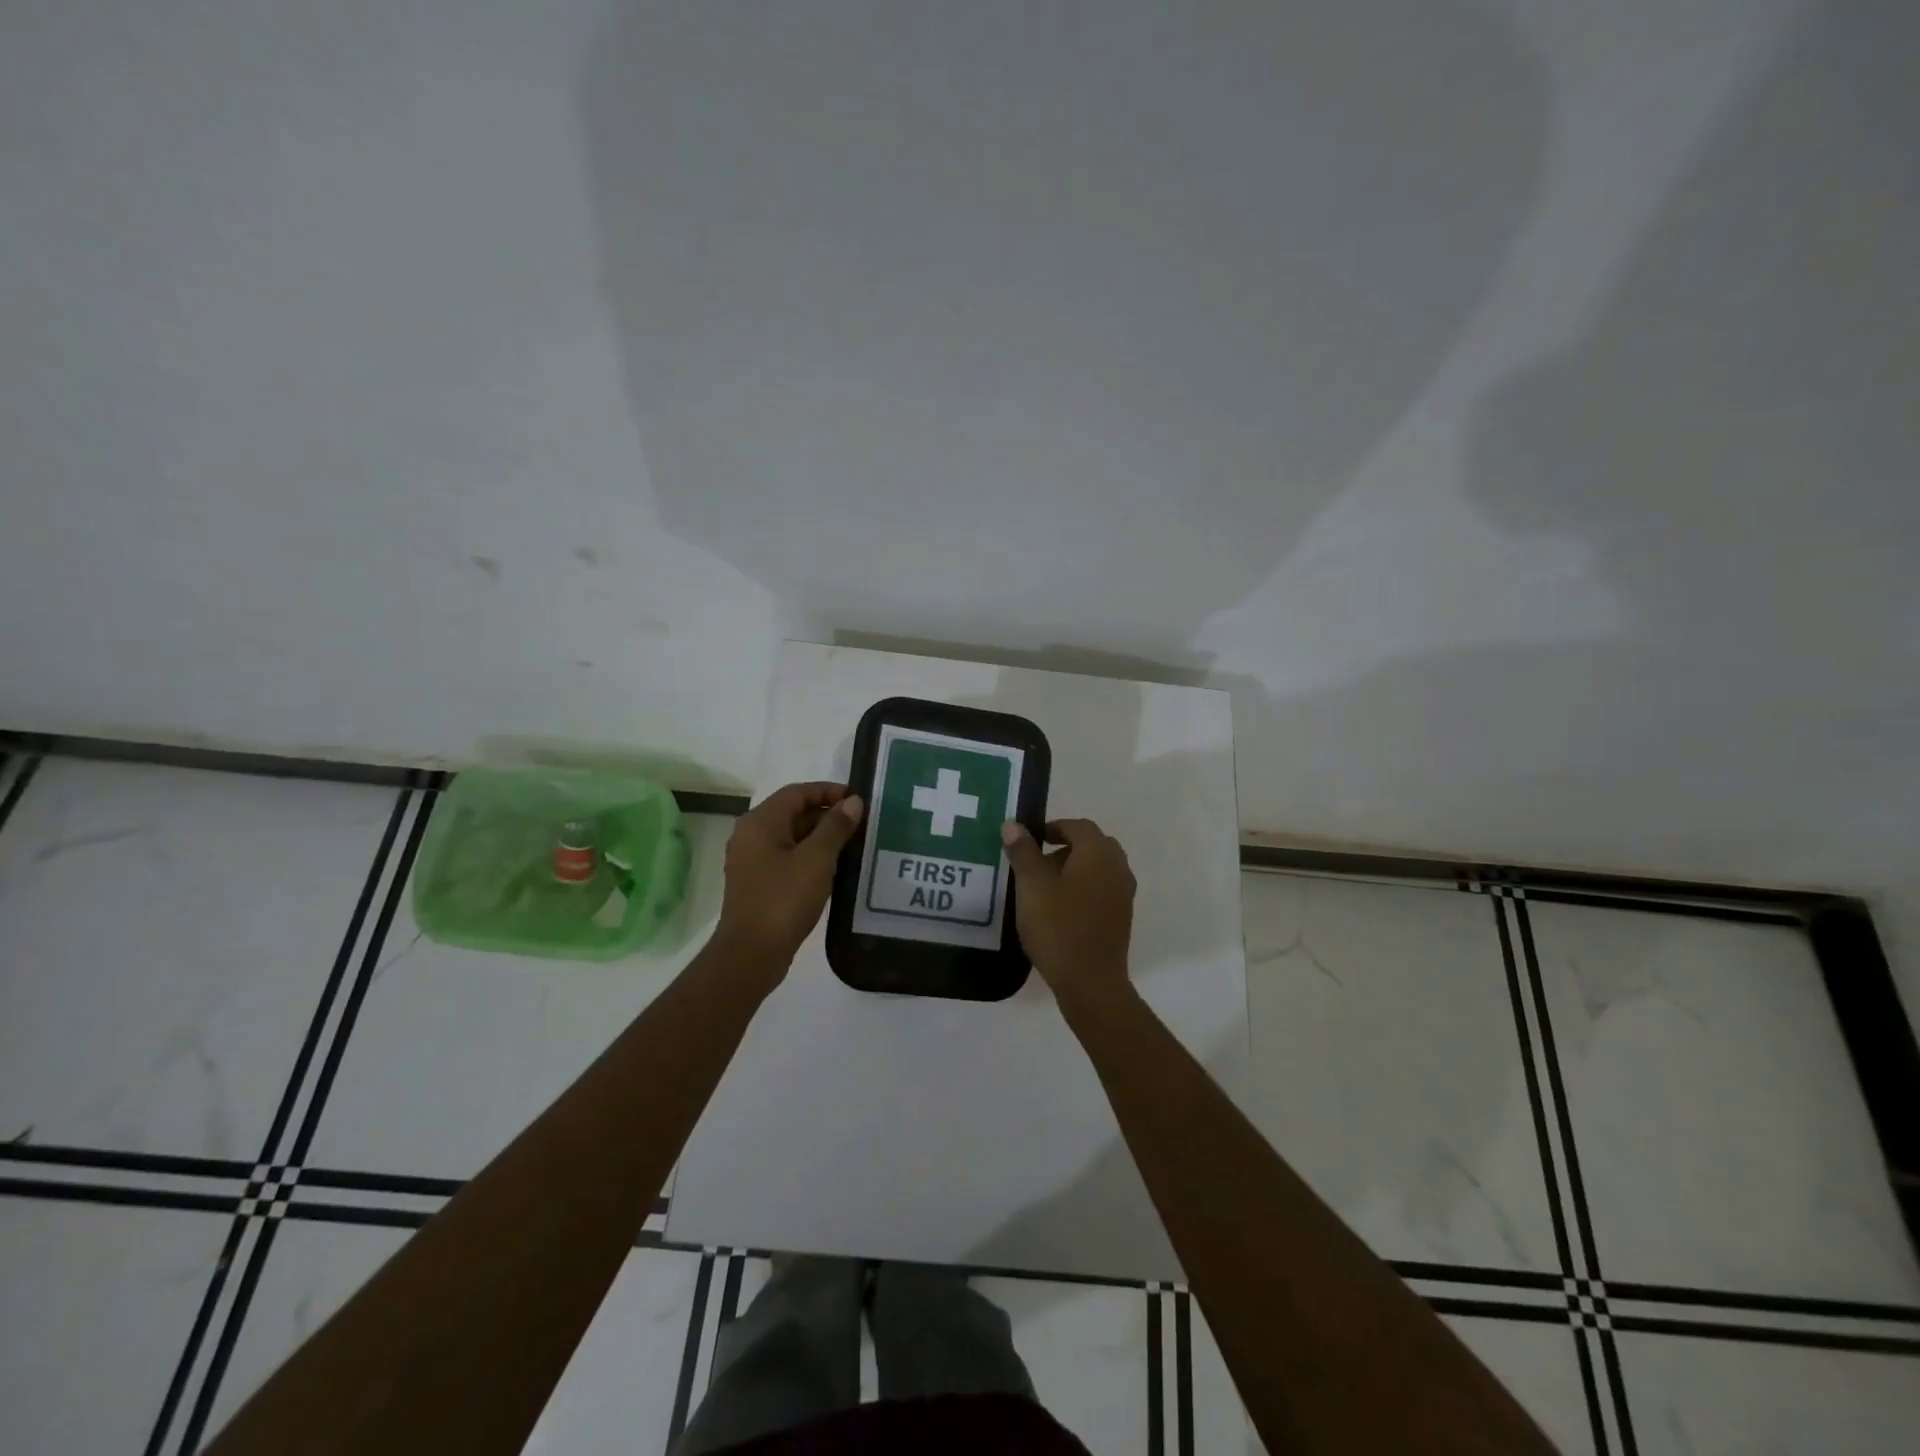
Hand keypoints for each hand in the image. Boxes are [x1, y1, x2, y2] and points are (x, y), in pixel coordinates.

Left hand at [714, 782, 864, 978]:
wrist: (751, 954)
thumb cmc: (784, 899)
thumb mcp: (817, 859)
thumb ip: (836, 827)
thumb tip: (852, 802)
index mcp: (760, 822)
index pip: (797, 792)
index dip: (828, 792)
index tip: (858, 800)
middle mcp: (751, 835)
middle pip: (793, 813)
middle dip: (827, 816)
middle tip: (861, 826)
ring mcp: (752, 861)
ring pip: (792, 837)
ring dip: (821, 838)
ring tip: (854, 847)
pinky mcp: (758, 883)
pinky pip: (787, 858)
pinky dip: (810, 858)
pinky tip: (834, 871)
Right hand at [1001, 818, 1135, 1015]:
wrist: (1090, 982)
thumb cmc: (1058, 927)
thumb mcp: (1032, 886)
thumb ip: (1023, 852)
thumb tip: (1013, 825)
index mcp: (1098, 853)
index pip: (1078, 826)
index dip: (1054, 828)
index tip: (1032, 840)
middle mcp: (1117, 867)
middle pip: (1092, 845)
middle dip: (1066, 847)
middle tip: (1038, 861)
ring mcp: (1123, 894)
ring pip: (1099, 868)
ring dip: (1075, 868)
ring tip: (1046, 887)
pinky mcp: (1122, 917)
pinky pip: (1103, 889)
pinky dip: (1084, 888)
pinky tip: (1061, 909)